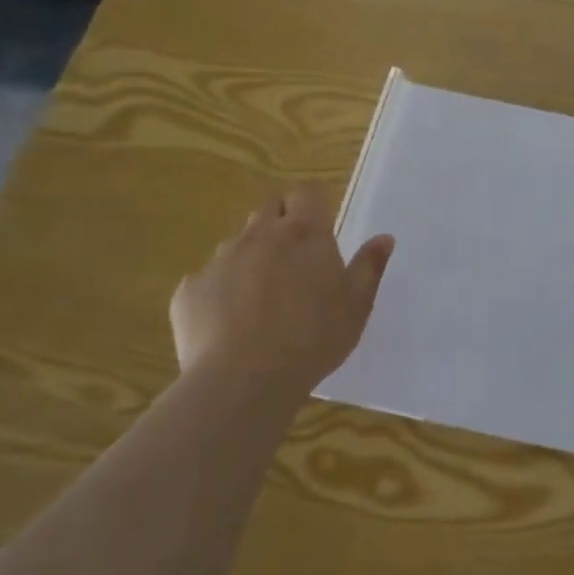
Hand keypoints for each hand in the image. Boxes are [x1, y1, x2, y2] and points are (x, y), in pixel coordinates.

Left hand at [169, 183, 394, 387]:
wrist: (241, 381)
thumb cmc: (312, 338)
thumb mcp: (356, 305)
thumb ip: (369, 266)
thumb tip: (384, 238)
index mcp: (304, 233)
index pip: (305, 193)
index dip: (311, 205)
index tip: (319, 227)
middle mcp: (259, 235)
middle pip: (269, 210)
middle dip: (280, 223)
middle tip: (295, 260)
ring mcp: (220, 260)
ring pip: (237, 244)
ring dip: (251, 257)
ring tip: (262, 296)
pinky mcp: (189, 290)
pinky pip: (208, 280)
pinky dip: (221, 291)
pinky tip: (230, 323)